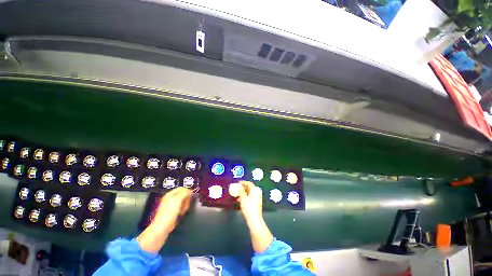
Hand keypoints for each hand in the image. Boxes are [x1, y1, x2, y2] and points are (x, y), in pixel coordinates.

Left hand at [153, 187, 192, 233]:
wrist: (163, 227)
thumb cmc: (169, 212)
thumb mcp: (178, 199)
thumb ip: (185, 193)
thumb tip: (190, 191)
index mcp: (170, 194)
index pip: (182, 188)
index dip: (187, 191)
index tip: (191, 196)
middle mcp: (171, 198)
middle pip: (183, 195)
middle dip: (186, 199)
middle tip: (186, 204)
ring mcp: (171, 205)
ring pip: (183, 201)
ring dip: (185, 205)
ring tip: (183, 210)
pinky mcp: (173, 212)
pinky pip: (181, 207)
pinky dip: (182, 210)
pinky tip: (181, 213)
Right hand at [237, 181, 262, 222]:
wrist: (254, 219)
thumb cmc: (248, 207)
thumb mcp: (243, 198)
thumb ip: (241, 191)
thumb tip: (239, 186)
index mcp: (255, 190)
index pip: (249, 183)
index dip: (243, 182)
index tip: (238, 183)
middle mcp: (257, 192)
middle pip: (250, 188)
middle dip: (243, 188)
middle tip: (237, 189)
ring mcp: (257, 198)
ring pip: (249, 193)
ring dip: (243, 193)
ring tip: (237, 195)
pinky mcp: (256, 203)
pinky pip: (250, 197)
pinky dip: (245, 197)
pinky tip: (240, 201)